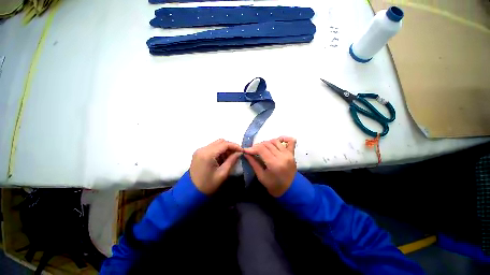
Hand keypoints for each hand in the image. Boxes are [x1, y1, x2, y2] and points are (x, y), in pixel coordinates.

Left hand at [190, 139, 242, 194]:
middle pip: (219, 142)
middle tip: (237, 154)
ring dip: (224, 149)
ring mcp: (199, 151)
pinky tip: (222, 159)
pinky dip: (218, 151)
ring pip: (215, 144)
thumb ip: (231, 161)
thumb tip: (239, 152)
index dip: (235, 146)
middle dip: (229, 146)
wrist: (193, 190)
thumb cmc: (209, 184)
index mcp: (208, 154)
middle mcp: (202, 149)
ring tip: (230, 158)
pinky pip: (210, 148)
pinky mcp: (198, 153)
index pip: (224, 144)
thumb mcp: (222, 174)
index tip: (242, 151)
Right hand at [243, 137, 296, 196]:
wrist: (290, 189)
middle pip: (267, 144)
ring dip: (267, 142)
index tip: (246, 150)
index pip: (261, 149)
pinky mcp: (292, 154)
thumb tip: (246, 153)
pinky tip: (277, 140)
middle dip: (258, 146)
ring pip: (276, 141)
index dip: (252, 148)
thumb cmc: (274, 186)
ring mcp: (288, 154)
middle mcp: (282, 156)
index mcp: (274, 164)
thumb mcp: (261, 176)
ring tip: (262, 148)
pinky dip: (283, 138)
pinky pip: (290, 141)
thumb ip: (254, 163)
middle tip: (253, 151)